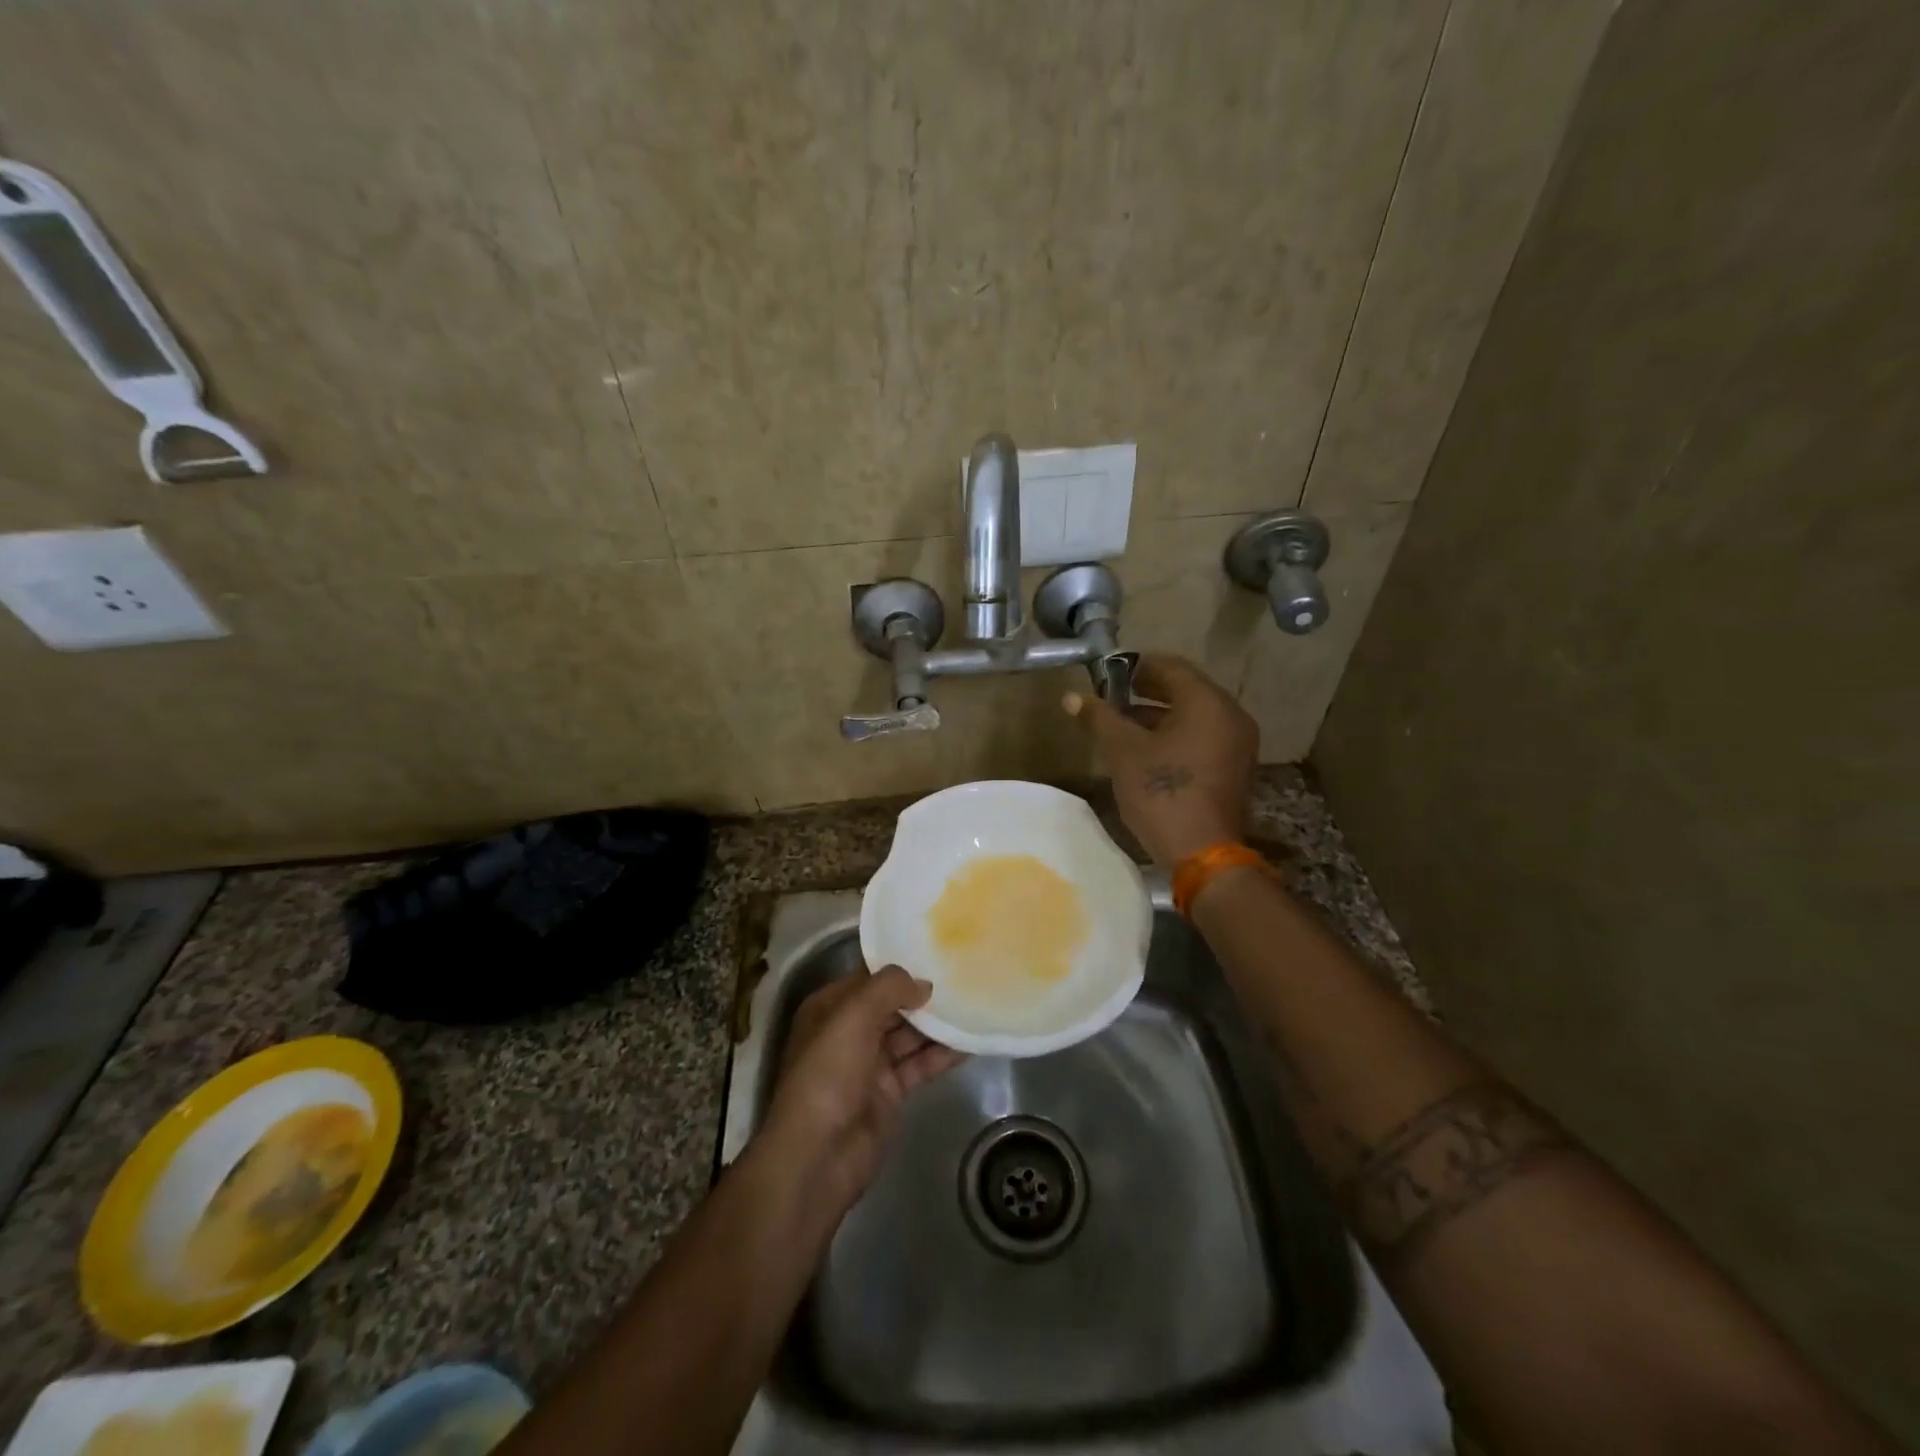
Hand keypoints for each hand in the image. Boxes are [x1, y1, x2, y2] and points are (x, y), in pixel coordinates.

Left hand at [760, 967, 964, 1214]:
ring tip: (974, 1004)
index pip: (868, 978)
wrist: (818, 1155)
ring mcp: (870, 1063)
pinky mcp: (890, 1092)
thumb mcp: (852, 1016)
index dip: (899, 965)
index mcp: (830, 1008)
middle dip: (923, 993)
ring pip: (909, 1035)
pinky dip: (943, 1054)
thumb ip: (888, 988)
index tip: (936, 951)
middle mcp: (849, 1032)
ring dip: (938, 1023)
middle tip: (963, 975)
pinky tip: (971, 1042)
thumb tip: (923, 984)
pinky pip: (920, 1064)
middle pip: (892, 1005)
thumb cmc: (828, 1074)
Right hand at [1064, 653, 1257, 868]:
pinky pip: (1204, 737)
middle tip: (1113, 696)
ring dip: (1159, 715)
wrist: (1203, 855)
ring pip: (1194, 716)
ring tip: (1123, 725)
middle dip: (1147, 691)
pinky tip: (1147, 751)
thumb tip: (1071, 696)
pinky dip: (1177, 735)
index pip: (1171, 666)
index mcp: (1207, 703)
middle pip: (1186, 690)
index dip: (1136, 666)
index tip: (1108, 673)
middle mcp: (1231, 716)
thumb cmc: (1162, 793)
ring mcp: (1238, 744)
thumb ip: (1100, 718)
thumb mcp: (1123, 752)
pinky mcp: (1234, 769)